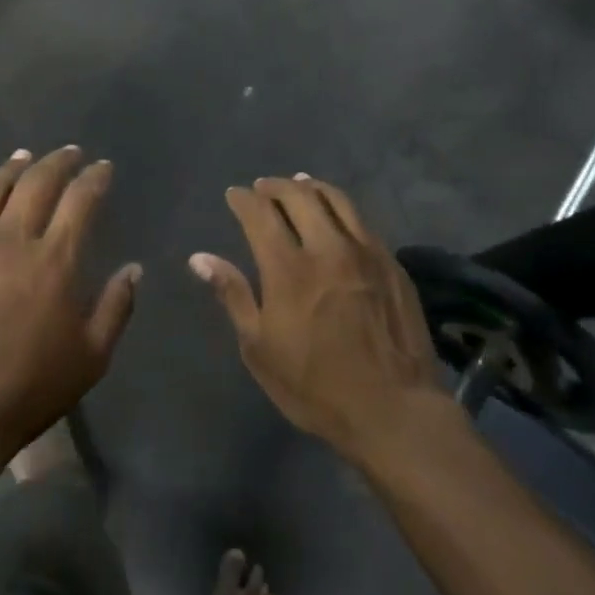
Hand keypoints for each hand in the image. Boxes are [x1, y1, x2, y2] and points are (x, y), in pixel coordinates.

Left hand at [0, 146, 139, 466]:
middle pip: (35, 183)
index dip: (94, 178)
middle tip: (69, 152)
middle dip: (57, 161)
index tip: (103, 167)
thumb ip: (117, 306)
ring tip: (23, 156)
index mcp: (54, 259)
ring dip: (11, 169)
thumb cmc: (30, 388)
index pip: (80, 199)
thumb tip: (133, 268)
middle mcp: (11, 240)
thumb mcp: (92, 356)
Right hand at [191, 175, 447, 462]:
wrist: (394, 409)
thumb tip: (200, 258)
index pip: (260, 214)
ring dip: (310, 187)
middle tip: (262, 187)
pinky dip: (340, 207)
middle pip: (298, 197)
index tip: (234, 195)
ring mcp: (365, 252)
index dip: (243, 200)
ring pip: (335, 200)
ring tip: (298, 184)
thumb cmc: (316, 386)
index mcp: (288, 269)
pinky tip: (336, 214)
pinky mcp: (391, 263)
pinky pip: (361, 220)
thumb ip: (233, 295)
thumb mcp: (260, 349)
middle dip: (275, 186)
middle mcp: (327, 248)